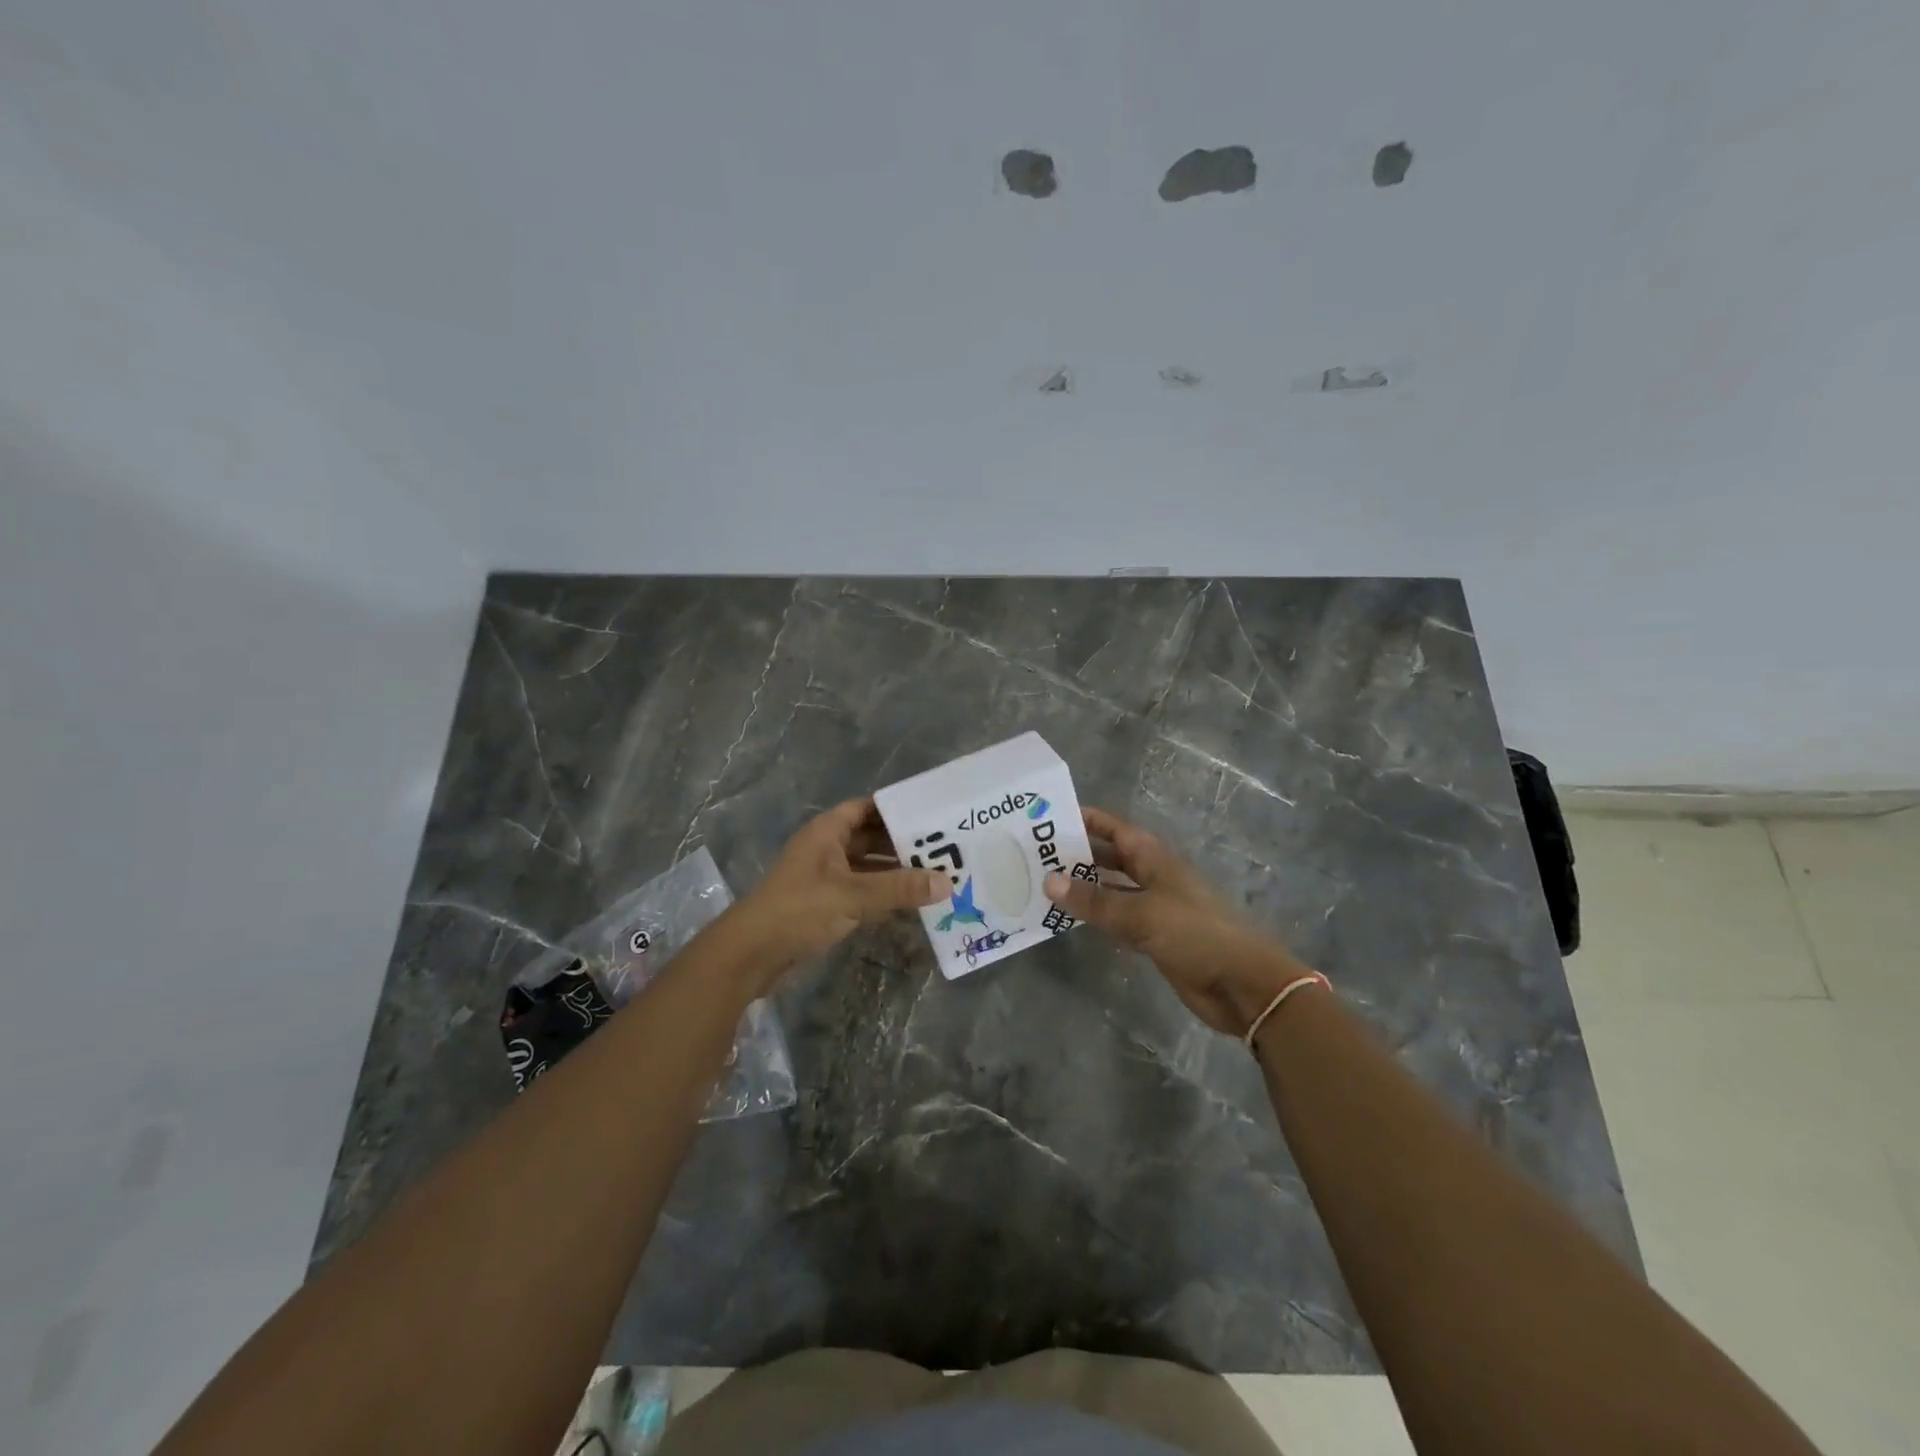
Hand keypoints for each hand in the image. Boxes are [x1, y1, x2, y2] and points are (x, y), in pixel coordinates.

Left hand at [724, 797, 947, 989]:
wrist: (751, 954)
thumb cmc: (800, 909)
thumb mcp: (853, 895)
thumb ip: (900, 888)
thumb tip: (948, 883)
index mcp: (827, 832)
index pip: (867, 808)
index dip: (896, 808)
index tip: (932, 814)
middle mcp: (827, 848)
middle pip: (871, 837)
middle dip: (904, 843)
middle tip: (945, 848)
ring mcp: (826, 877)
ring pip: (869, 866)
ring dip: (896, 871)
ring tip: (937, 874)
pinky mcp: (826, 904)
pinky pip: (863, 890)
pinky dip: (885, 893)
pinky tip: (912, 902)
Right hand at [1044, 806, 1312, 1035]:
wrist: (1241, 984)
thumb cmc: (1194, 935)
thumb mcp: (1140, 913)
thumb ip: (1094, 900)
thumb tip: (1049, 881)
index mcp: (1155, 858)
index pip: (1115, 829)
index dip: (1087, 820)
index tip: (1050, 817)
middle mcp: (1153, 877)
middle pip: (1110, 858)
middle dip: (1078, 854)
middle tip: (1036, 854)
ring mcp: (1155, 907)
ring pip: (1111, 890)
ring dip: (1084, 888)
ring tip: (1043, 884)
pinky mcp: (1155, 937)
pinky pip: (1117, 919)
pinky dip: (1096, 917)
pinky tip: (1070, 919)